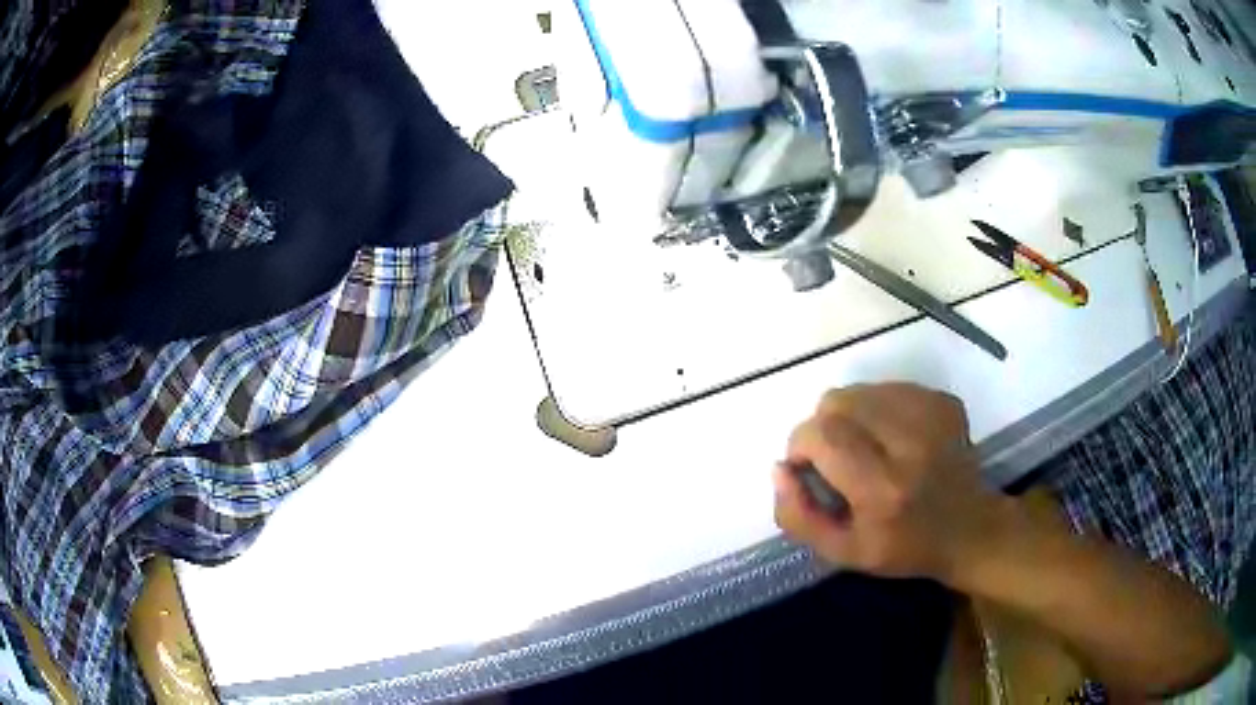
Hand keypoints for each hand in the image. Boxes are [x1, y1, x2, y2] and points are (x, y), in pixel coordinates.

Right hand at [773, 384, 1011, 584]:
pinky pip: (889, 387)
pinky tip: (892, 437)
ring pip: (861, 389)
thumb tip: (780, 467)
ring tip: (866, 447)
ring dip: (850, 416)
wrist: (970, 529)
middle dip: (822, 427)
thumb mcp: (842, 552)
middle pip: (837, 401)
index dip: (801, 444)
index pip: (821, 434)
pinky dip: (878, 408)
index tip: (807, 466)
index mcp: (882, 489)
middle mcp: (909, 443)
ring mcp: (931, 416)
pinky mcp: (944, 401)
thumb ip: (798, 516)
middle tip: (836, 457)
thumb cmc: (903, 548)